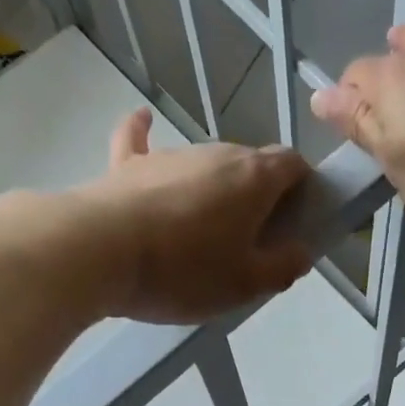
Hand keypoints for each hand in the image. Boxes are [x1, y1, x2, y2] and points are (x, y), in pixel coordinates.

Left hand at [81, 108, 314, 323]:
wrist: (102, 252)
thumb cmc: (186, 272)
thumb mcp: (246, 284)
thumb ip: (282, 267)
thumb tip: (302, 251)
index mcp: (253, 179)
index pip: (292, 164)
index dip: (302, 187)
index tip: (298, 218)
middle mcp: (216, 153)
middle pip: (251, 164)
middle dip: (260, 195)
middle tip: (254, 241)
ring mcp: (170, 154)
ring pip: (206, 163)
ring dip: (216, 188)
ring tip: (206, 231)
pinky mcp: (129, 164)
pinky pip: (140, 140)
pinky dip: (146, 133)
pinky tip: (144, 120)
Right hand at [311, 0, 404, 225]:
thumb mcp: (392, 160)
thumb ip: (360, 125)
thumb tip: (321, 96)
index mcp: (386, 83)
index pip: (354, 80)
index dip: (348, 101)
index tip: (350, 124)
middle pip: (388, 60)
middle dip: (378, 76)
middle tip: (377, 101)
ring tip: (400, 40)